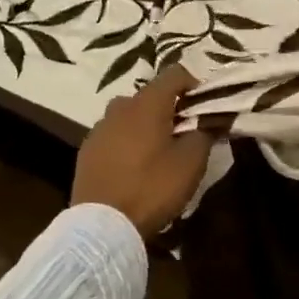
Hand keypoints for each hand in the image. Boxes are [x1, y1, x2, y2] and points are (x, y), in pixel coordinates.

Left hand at [72, 65, 211, 237]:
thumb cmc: (152, 188)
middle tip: (185, 133)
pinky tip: (135, 167)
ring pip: (129, 116)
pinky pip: (113, 136)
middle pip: (150, 96)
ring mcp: (98, 128)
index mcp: (147, 104)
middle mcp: (119, 107)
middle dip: (170, 109)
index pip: (175, 74)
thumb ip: (204, 133)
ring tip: (159, 152)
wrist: (102, 224)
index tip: (207, 107)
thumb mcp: (191, 163)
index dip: (195, 84)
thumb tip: (211, 119)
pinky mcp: (86, 151)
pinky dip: (128, 143)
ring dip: (146, 126)